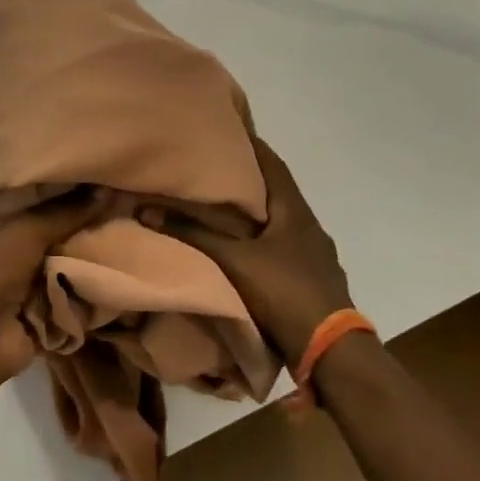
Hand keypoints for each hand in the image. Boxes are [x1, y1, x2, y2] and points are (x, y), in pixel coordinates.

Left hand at [0, 191, 100, 382]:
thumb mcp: (26, 231)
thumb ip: (65, 212)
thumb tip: (105, 191)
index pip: (9, 206)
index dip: (40, 197)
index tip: (73, 188)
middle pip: (33, 237)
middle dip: (63, 231)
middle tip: (100, 214)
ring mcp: (5, 290)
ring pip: (48, 267)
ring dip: (73, 261)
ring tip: (110, 239)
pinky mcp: (26, 314)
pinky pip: (57, 295)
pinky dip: (76, 289)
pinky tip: (105, 272)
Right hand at [160, 137, 356, 364]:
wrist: (331, 350)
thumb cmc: (284, 292)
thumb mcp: (234, 261)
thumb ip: (194, 234)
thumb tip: (148, 210)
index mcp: (295, 213)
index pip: (273, 165)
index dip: (253, 146)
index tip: (231, 130)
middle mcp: (310, 227)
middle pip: (278, 194)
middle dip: (251, 180)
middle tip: (219, 169)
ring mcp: (317, 256)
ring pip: (283, 223)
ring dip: (259, 214)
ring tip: (229, 209)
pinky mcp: (315, 280)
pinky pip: (286, 248)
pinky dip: (266, 241)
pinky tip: (250, 251)